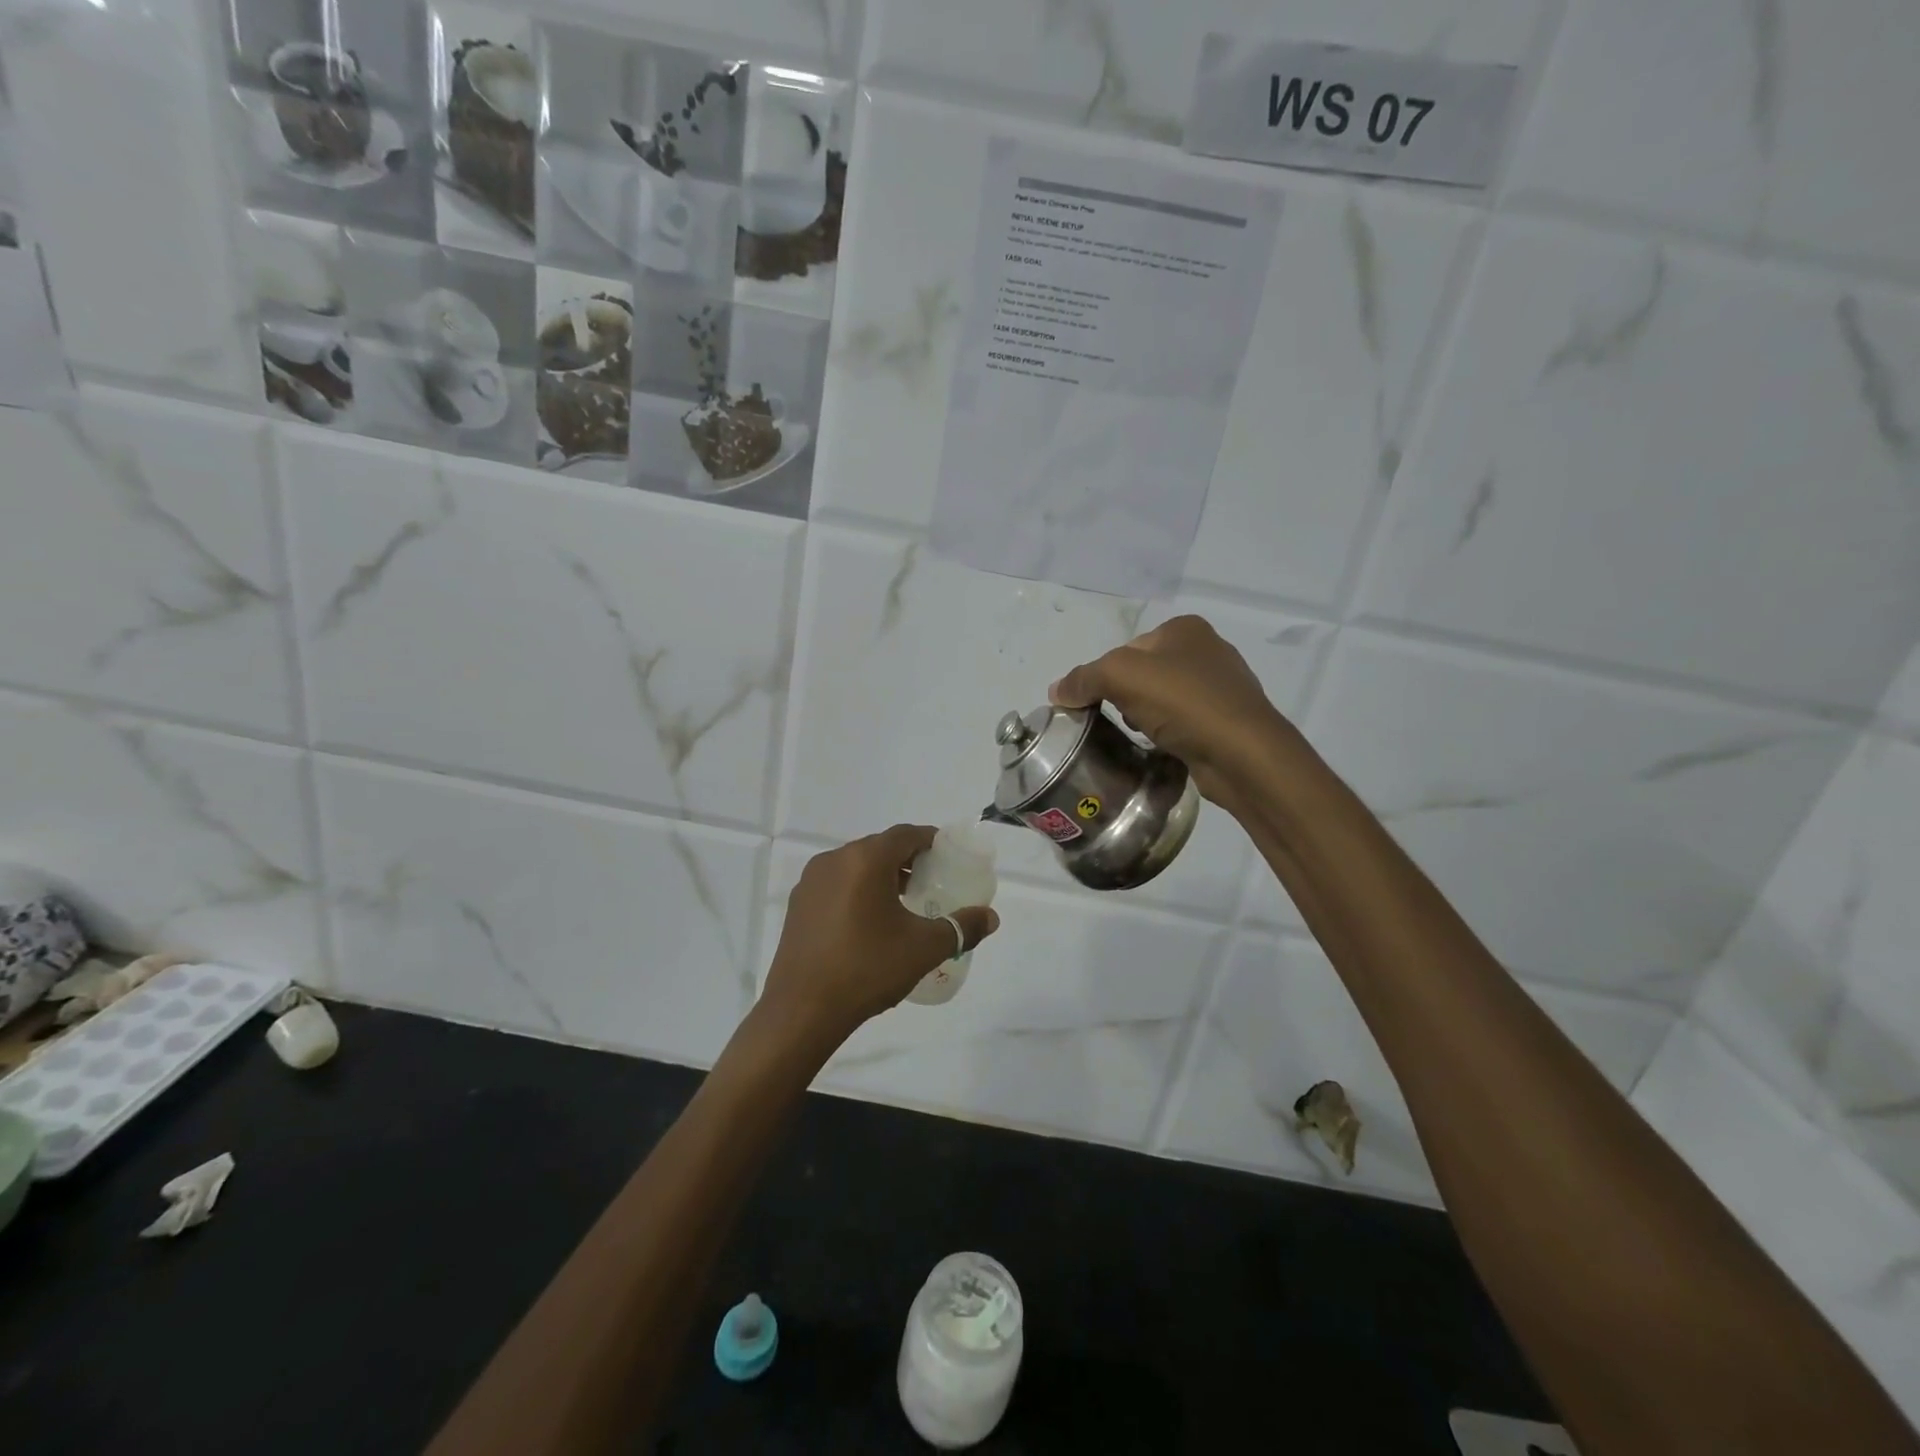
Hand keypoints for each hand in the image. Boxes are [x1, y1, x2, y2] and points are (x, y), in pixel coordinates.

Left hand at [761, 825, 999, 1043]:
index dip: (930, 840)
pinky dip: (857, 891)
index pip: (905, 834)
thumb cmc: (868, 969)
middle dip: (907, 860)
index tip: (948, 857)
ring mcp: (811, 882)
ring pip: (855, 866)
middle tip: (931, 882)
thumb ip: (961, 928)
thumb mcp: (924, 948)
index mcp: (865, 860)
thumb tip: (991, 918)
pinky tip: (869, 923)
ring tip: (903, 904)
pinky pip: (836, 885)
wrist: (802, 1010)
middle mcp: (834, 860)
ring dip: (881, 876)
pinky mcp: (798, 905)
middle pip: (879, 847)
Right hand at [1050, 615, 1290, 804]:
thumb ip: (1084, 678)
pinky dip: (1168, 734)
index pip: (1126, 649)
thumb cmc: (1183, 702)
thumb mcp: (1120, 677)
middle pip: (1143, 674)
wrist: (1243, 754)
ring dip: (1146, 718)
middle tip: (1118, 721)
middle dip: (1125, 698)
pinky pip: (1182, 724)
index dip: (1105, 676)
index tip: (1097, 703)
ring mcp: (1221, 687)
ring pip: (1162, 700)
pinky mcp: (1226, 721)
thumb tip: (1057, 691)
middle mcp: (1207, 650)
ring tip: (1143, 736)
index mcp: (1185, 628)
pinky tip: (1165, 747)